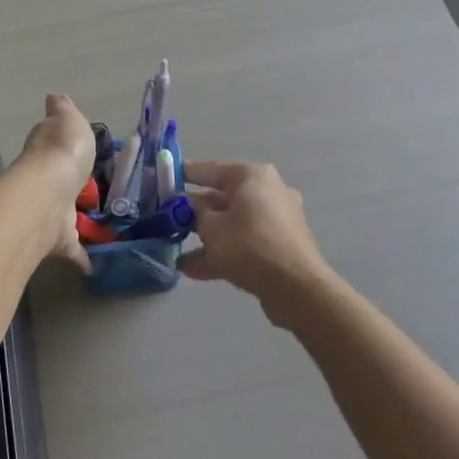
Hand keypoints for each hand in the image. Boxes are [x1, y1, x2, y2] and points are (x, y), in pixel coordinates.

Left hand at [13, 94, 97, 271]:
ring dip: (77, 220)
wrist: (45, 199)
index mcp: (47, 149)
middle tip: (93, 191)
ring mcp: (50, 211)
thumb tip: (55, 97)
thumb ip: (64, 111)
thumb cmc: (61, 154)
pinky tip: (96, 264)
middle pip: (58, 180)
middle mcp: (45, 180)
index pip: (52, 143)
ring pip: (64, 215)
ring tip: (103, 226)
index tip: (76, 150)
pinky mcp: (57, 240)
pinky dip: (83, 257)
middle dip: (70, 185)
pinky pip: (72, 249)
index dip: (61, 144)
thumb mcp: (69, 121)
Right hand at [179, 161, 333, 326]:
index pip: (210, 170)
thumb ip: (192, 212)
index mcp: (252, 176)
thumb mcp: (210, 227)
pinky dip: (221, 252)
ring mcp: (276, 220)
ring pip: (232, 223)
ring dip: (204, 237)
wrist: (296, 288)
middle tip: (166, 219)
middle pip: (221, 198)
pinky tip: (192, 269)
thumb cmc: (249, 245)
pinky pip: (243, 243)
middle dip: (193, 212)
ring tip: (175, 250)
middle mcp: (267, 191)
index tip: (163, 179)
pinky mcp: (279, 246)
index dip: (184, 175)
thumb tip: (184, 203)